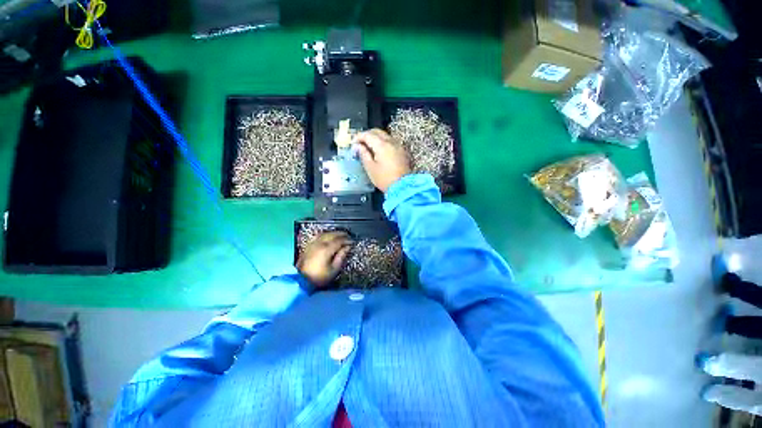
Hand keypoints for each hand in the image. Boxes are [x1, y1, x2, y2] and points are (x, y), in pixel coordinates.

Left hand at [297, 231, 352, 287]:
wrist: (301, 281)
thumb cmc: (319, 277)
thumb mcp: (334, 269)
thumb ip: (341, 256)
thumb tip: (347, 247)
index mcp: (326, 250)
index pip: (339, 240)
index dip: (347, 240)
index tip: (352, 241)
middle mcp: (319, 244)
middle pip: (332, 235)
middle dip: (341, 234)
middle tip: (348, 236)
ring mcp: (313, 244)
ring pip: (325, 233)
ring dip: (334, 233)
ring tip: (340, 235)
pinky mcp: (308, 246)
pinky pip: (318, 236)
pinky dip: (325, 234)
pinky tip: (327, 236)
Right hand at [354, 129, 410, 192]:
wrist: (402, 187)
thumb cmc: (386, 180)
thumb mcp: (370, 168)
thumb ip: (363, 154)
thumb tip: (358, 147)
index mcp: (382, 145)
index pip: (368, 135)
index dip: (358, 137)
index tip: (353, 142)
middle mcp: (392, 142)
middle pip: (377, 132)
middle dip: (367, 135)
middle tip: (360, 143)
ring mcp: (399, 146)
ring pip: (385, 136)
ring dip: (376, 138)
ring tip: (369, 148)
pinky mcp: (402, 152)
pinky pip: (391, 142)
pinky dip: (384, 143)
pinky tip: (379, 151)